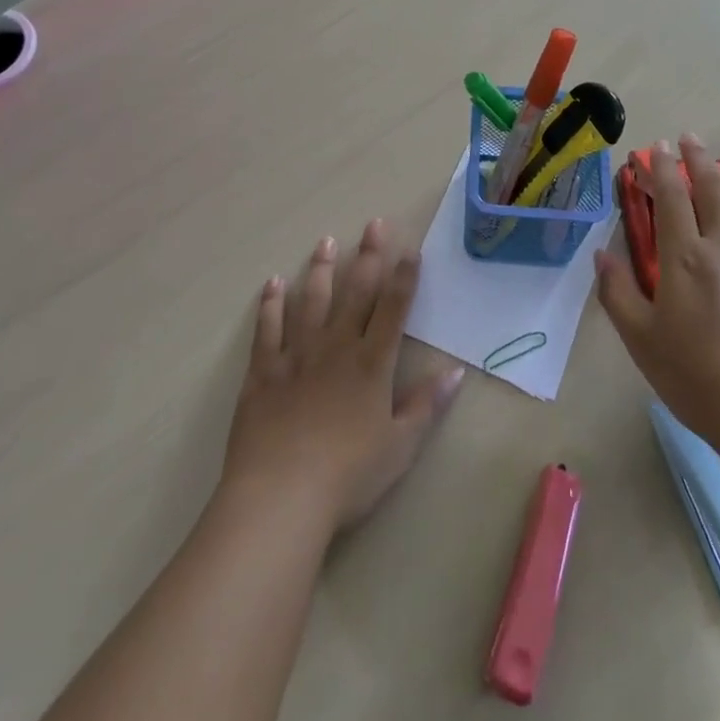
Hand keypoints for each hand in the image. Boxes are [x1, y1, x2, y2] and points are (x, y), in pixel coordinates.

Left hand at [222, 221, 464, 533]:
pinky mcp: (263, 372)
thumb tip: (456, 371)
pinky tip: (274, 283)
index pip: (393, 309)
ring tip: (326, 241)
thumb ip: (426, 406)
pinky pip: (267, 329)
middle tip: (373, 224)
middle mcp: (336, 347)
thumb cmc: (348, 476)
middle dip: (367, 256)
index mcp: (371, 363)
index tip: (410, 249)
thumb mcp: (399, 447)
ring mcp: (296, 355)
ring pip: (311, 301)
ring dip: (321, 269)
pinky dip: (270, 305)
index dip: (404, 278)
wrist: (280, 497)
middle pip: (355, 293)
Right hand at [595, 137, 719, 449]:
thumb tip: (601, 254)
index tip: (658, 146)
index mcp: (684, 259)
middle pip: (711, 192)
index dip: (663, 169)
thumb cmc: (693, 377)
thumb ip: (618, 292)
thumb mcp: (640, 338)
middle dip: (698, 160)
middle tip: (691, 137)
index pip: (672, 199)